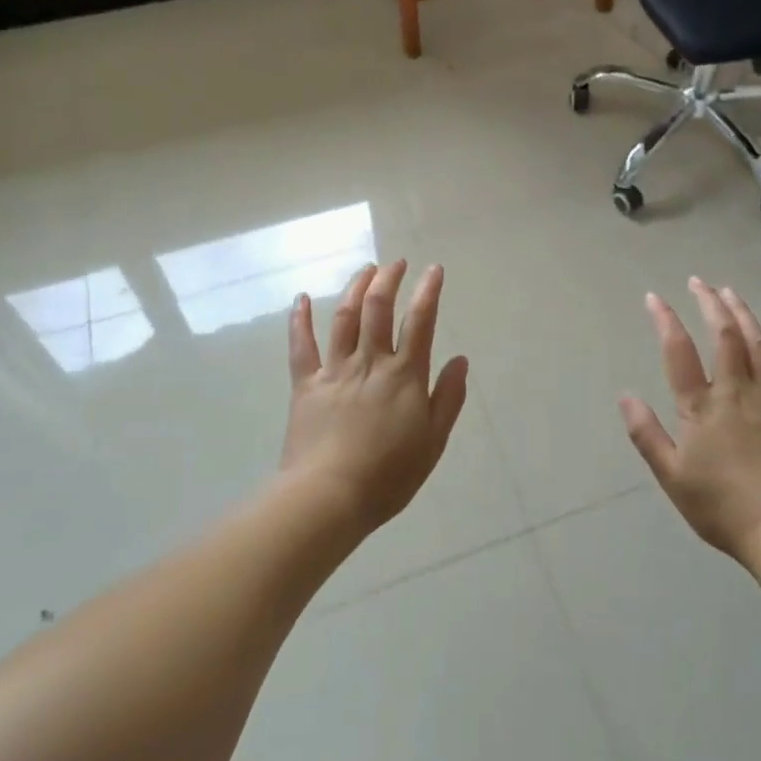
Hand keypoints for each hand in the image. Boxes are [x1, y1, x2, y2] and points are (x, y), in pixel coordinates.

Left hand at [283, 260, 468, 535]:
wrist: (329, 497)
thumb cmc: (389, 475)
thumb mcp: (433, 441)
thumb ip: (448, 397)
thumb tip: (461, 360)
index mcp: (404, 375)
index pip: (421, 321)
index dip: (429, 291)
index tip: (434, 269)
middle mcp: (370, 362)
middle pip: (379, 308)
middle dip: (389, 279)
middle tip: (397, 263)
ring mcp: (335, 370)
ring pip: (345, 318)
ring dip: (356, 288)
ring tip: (366, 270)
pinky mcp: (306, 385)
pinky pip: (301, 346)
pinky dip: (300, 319)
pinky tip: (301, 299)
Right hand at [621, 278, 760, 559]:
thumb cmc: (720, 506)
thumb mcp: (671, 475)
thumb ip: (647, 433)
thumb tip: (625, 395)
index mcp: (701, 406)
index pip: (678, 351)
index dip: (665, 320)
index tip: (654, 297)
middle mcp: (736, 391)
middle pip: (724, 336)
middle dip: (710, 304)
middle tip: (699, 282)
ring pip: (759, 346)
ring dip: (745, 315)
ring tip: (732, 293)